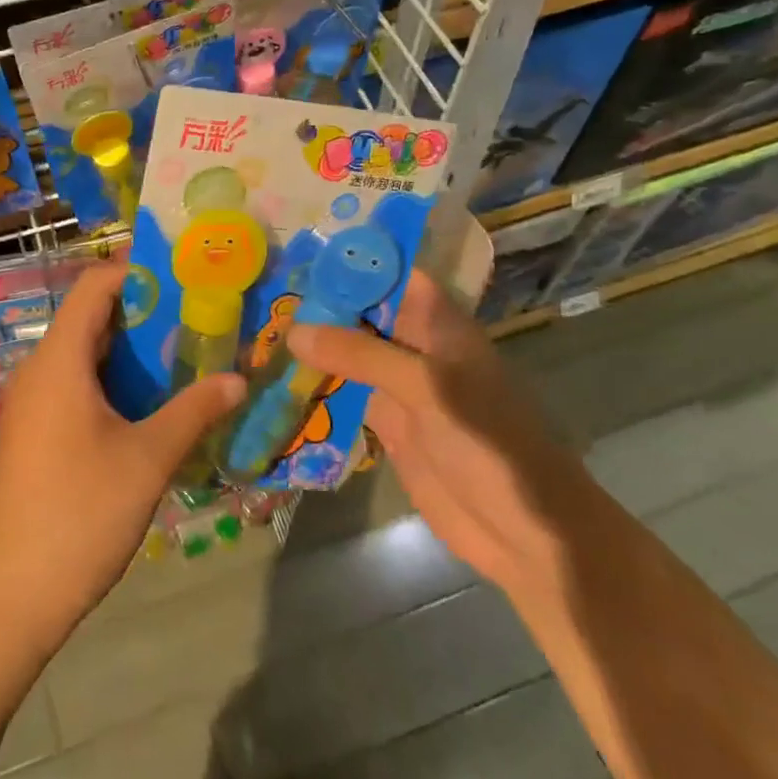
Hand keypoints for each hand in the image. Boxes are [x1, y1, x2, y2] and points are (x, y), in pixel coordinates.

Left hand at [0, 263, 245, 653]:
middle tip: (202, 313)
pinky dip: (117, 380)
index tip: (187, 274)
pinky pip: (78, 385)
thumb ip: (193, 412)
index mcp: (59, 361)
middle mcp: (41, 370)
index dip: (137, 270)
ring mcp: (35, 403)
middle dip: (146, 310)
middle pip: (92, 317)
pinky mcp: (37, 431)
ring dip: (134, 350)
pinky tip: (157, 401)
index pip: (95, 285)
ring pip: (87, 354)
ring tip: (190, 351)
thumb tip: (238, 379)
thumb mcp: (146, 460)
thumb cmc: (79, 514)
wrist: (10, 595)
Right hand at [286, 270, 581, 586]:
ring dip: (311, 340)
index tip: (297, 248)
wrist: (522, 530)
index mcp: (438, 323)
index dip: (350, 259)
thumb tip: (293, 330)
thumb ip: (360, 354)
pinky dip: (313, 382)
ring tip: (255, 320)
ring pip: (348, 350)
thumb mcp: (427, 387)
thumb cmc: (488, 442)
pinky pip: (343, 391)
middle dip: (318, 299)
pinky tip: (273, 372)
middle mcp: (414, 345)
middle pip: (362, 310)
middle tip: (260, 284)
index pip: (391, 273)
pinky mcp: (384, 421)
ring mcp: (398, 384)